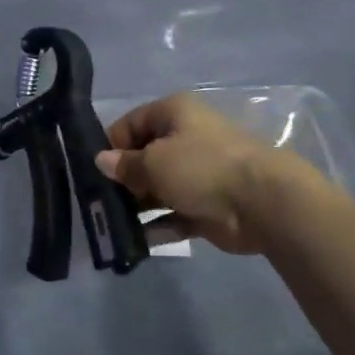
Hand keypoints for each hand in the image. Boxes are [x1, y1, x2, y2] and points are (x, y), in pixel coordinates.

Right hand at [96, 93, 316, 255]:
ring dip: (136, 206)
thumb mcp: (154, 161)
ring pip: (157, 188)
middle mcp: (184, 138)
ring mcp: (196, 174)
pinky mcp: (205, 206)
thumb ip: (125, 165)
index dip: (110, 146)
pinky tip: (134, 241)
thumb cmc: (201, 167)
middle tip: (97, 203)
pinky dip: (156, 226)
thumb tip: (101, 161)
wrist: (261, 202)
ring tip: (110, 224)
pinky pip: (173, 214)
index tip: (92, 172)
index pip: (130, 124)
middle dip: (122, 180)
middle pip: (143, 157)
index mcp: (173, 113)